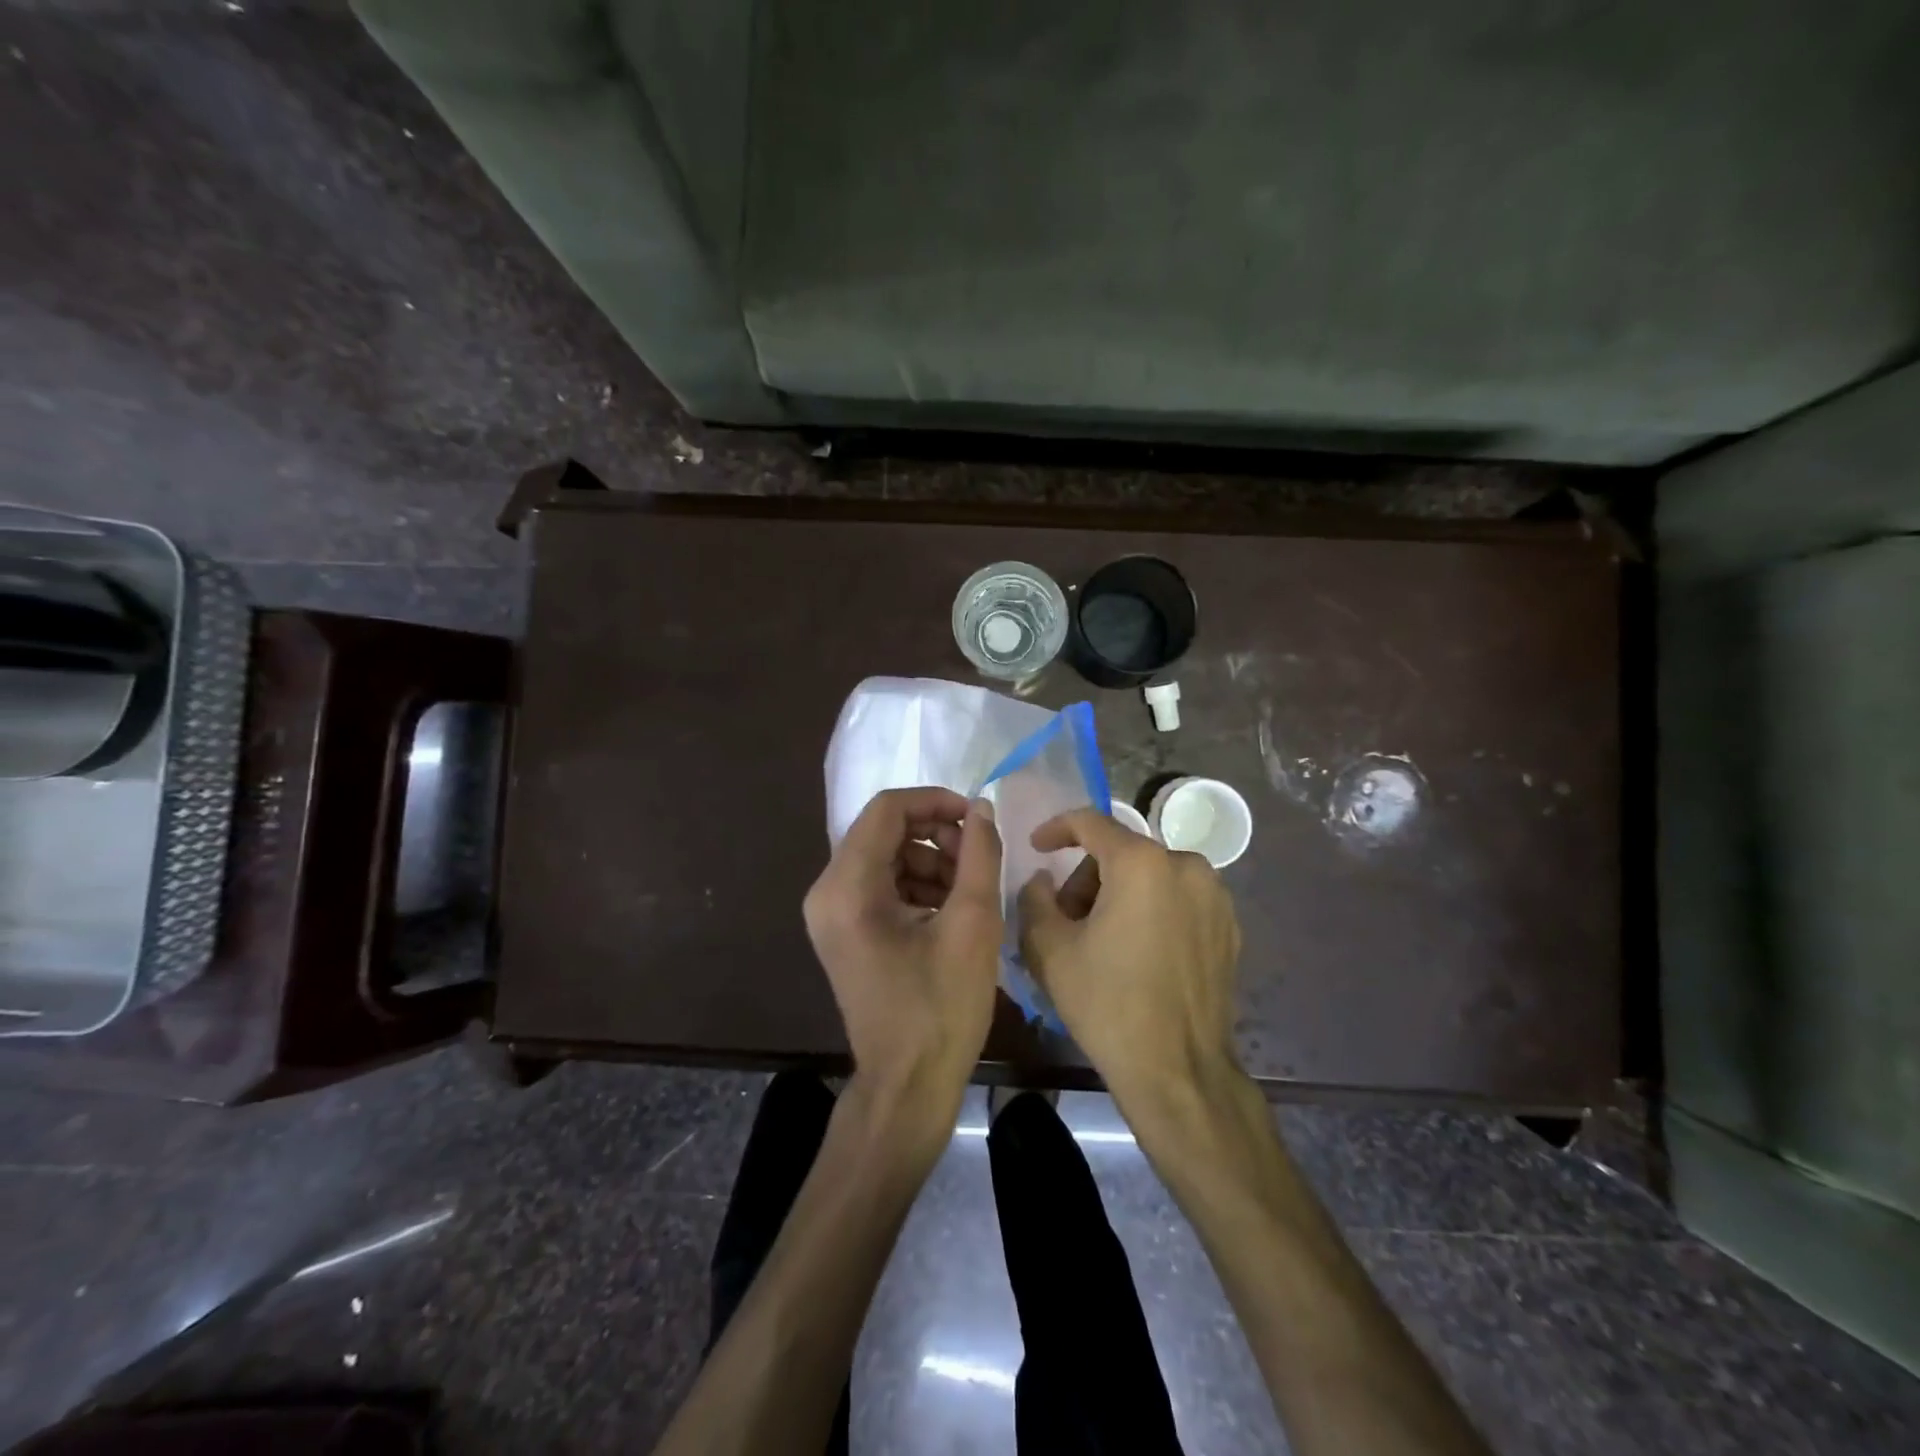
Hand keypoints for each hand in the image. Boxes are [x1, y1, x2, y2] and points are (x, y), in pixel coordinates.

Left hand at [804, 788, 1002, 1129]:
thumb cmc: (941, 1008)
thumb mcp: (973, 925)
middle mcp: (827, 892)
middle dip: (936, 834)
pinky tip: (950, 909)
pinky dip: (916, 884)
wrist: (908, 1086)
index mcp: (848, 887)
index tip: (977, 817)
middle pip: (883, 831)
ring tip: (970, 888)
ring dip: (930, 859)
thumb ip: (979, 855)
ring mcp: (830, 914)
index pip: (887, 809)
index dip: (935, 802)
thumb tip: (981, 809)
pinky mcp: (843, 931)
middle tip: (978, 858)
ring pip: (884, 856)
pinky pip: (880, 885)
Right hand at [1018, 809, 1242, 1110]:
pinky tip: (1136, 953)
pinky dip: (1151, 911)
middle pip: (1121, 852)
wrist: (1178, 1071)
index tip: (1036, 847)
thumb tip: (1043, 880)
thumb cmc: (1107, 1004)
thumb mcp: (1050, 948)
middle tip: (1065, 919)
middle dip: (1087, 878)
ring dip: (1119, 894)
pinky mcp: (1229, 927)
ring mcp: (1215, 897)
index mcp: (1142, 863)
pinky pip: (1178, 899)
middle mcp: (1186, 866)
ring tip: (1100, 941)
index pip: (1090, 822)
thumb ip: (1034, 898)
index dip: (1056, 829)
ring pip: (1151, 875)